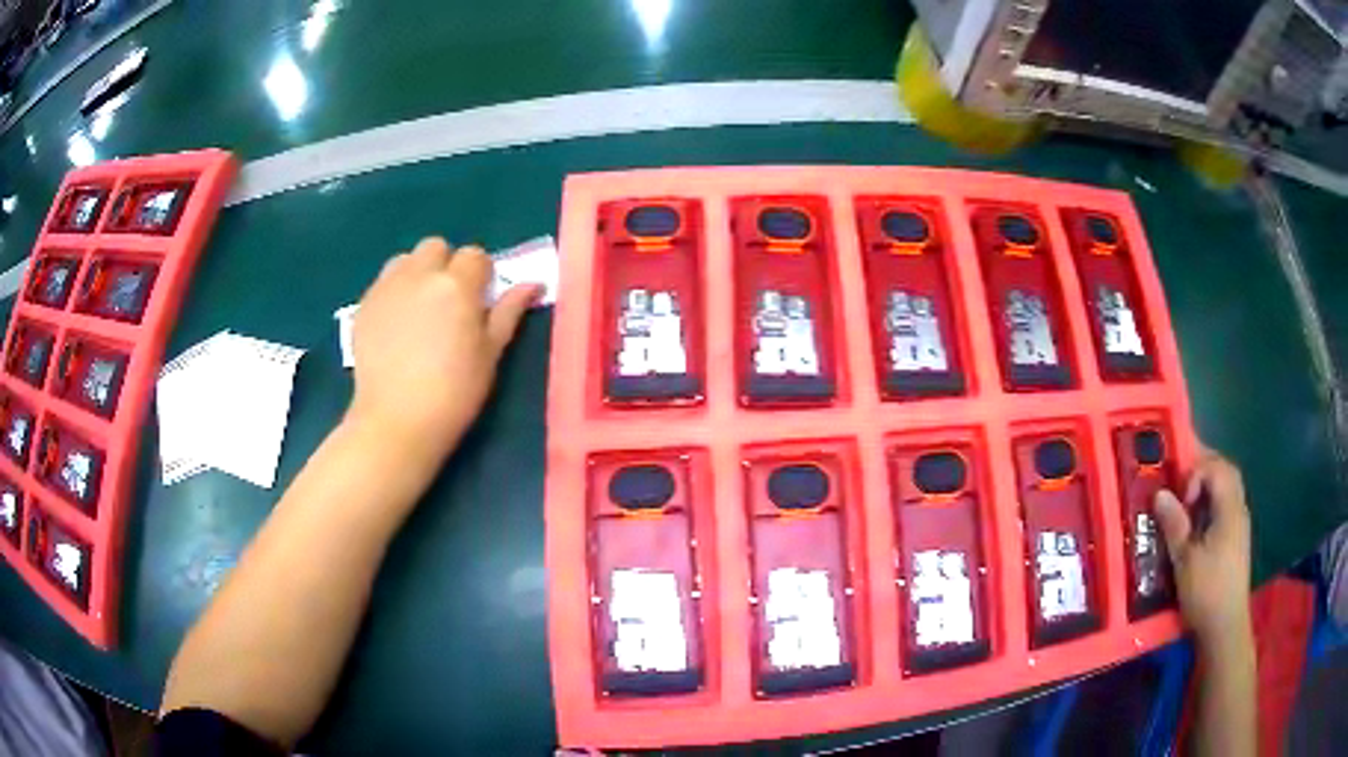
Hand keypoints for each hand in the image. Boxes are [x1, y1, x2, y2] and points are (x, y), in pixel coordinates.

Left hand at [347, 238, 539, 462]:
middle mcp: (420, 274)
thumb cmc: (454, 392)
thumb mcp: (490, 354)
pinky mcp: (363, 305)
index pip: (475, 255)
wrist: (396, 421)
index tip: (478, 303)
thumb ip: (509, 312)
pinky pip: (383, 283)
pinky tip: (396, 326)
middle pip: (436, 247)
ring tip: (419, 309)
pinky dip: (394, 293)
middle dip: (445, 265)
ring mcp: (387, 288)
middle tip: (448, 303)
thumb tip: (533, 284)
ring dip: (417, 273)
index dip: (480, 275)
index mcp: (457, 284)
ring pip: (405, 260)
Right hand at [1154, 449, 1251, 647]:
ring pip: (1227, 490)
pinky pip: (1226, 508)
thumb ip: (1175, 525)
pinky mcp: (1236, 542)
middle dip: (1204, 470)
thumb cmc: (1206, 592)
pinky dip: (1212, 505)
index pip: (1216, 468)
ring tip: (1186, 504)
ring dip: (1208, 488)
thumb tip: (1160, 493)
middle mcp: (1239, 509)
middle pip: (1226, 472)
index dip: (1196, 473)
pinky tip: (1198, 526)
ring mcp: (1240, 526)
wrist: (1225, 627)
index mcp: (1229, 509)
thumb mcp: (1185, 560)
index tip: (1181, 499)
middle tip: (1181, 483)